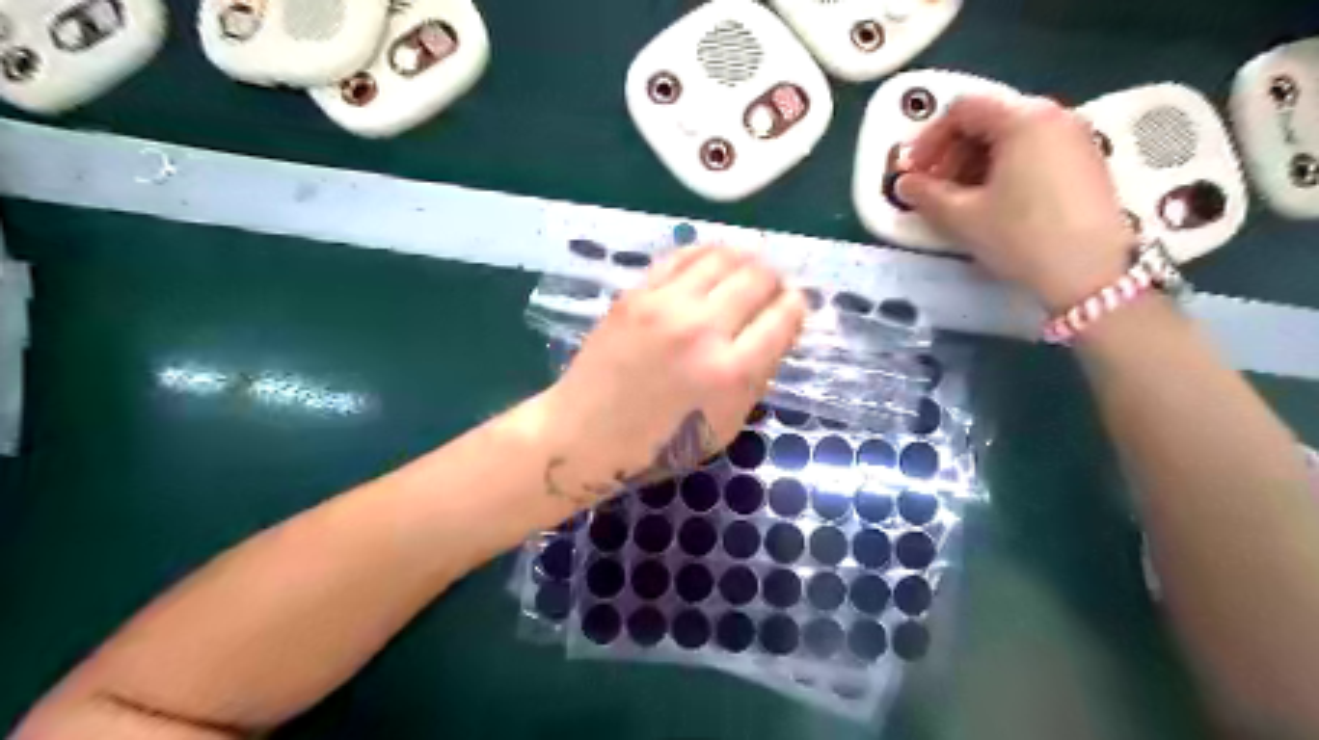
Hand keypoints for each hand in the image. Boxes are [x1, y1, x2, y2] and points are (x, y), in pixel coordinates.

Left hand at [535, 247, 803, 505]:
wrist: (585, 434)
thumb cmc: (659, 444)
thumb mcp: (725, 426)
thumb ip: (756, 377)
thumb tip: (775, 331)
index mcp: (732, 373)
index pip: (784, 317)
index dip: (796, 307)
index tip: (793, 307)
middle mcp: (703, 329)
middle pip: (759, 278)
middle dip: (775, 280)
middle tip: (771, 289)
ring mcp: (666, 306)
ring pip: (723, 256)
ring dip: (744, 260)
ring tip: (745, 270)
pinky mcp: (636, 294)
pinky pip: (682, 256)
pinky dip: (706, 254)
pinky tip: (711, 262)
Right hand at [897, 92, 1133, 309]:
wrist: (1091, 274)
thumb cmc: (1020, 236)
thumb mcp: (962, 217)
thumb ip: (925, 195)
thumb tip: (903, 184)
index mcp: (1022, 118)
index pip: (962, 109)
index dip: (928, 139)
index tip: (913, 172)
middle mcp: (1053, 115)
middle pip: (987, 119)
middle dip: (950, 151)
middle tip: (932, 187)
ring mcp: (1075, 137)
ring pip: (1010, 136)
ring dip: (974, 162)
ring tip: (959, 199)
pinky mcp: (1086, 162)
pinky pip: (1033, 151)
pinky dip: (1003, 168)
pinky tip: (992, 202)